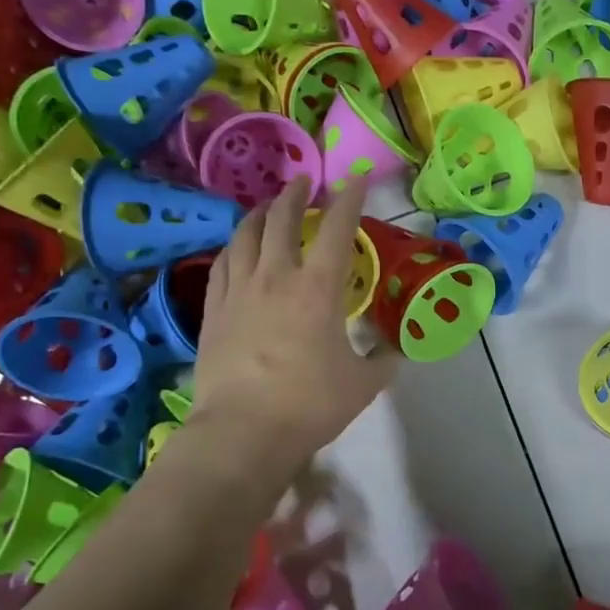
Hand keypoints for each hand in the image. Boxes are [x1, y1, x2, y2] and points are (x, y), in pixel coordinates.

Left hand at [181, 176, 397, 493]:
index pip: (337, 229)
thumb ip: (382, 361)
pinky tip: (237, 248)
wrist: (243, 432)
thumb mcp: (363, 384)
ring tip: (267, 206)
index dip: (350, 198)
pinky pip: (222, 264)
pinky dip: (234, 246)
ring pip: (245, 236)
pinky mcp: (214, 311)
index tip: (358, 177)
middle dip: (296, 195)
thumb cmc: (310, 404)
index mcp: (318, 289)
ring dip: (260, 214)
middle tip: (305, 184)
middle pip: (281, 220)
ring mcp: (238, 292)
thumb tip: (394, 351)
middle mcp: (275, 278)